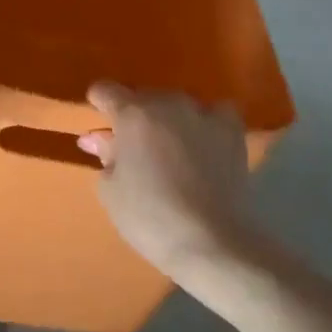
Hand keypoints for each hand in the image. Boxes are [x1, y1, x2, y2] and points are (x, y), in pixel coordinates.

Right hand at [78, 83, 270, 290]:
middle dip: (134, 117)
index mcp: (132, 114)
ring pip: (177, 104)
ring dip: (167, 119)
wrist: (211, 241)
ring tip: (169, 149)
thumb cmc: (149, 217)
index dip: (98, 104)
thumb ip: (105, 155)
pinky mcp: (232, 131)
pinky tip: (204, 141)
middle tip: (132, 149)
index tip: (99, 126)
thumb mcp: (111, 190)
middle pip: (143, 97)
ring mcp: (203, 114)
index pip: (105, 90)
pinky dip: (206, 122)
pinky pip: (216, 112)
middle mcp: (168, 103)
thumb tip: (100, 139)